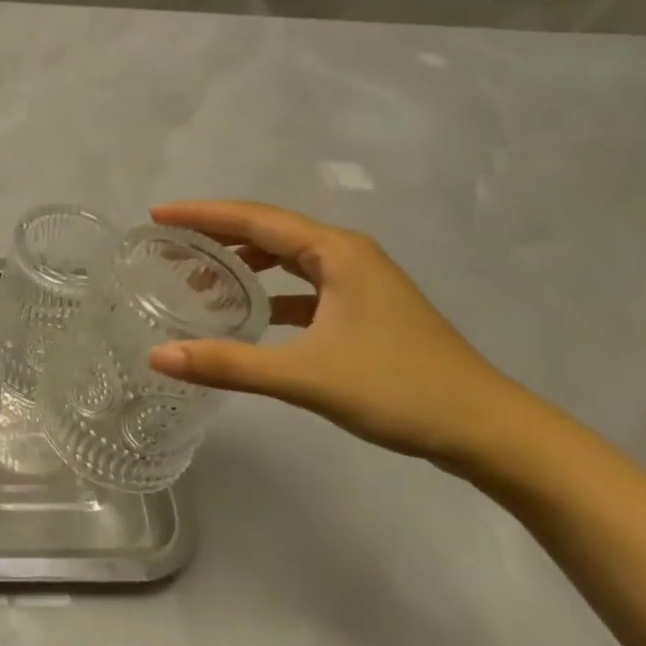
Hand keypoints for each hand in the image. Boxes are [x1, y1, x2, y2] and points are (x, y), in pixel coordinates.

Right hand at [145, 201, 547, 468]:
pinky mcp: (365, 309)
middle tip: (169, 241)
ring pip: (288, 258)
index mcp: (337, 252)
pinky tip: (250, 312)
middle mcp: (348, 255)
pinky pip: (304, 285)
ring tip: (199, 274)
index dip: (201, 215)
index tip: (157, 215)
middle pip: (269, 230)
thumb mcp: (306, 376)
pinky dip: (271, 290)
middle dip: (217, 233)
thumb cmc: (398, 389)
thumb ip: (229, 363)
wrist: (489, 430)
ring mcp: (360, 282)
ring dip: (244, 262)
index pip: (254, 219)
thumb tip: (158, 356)